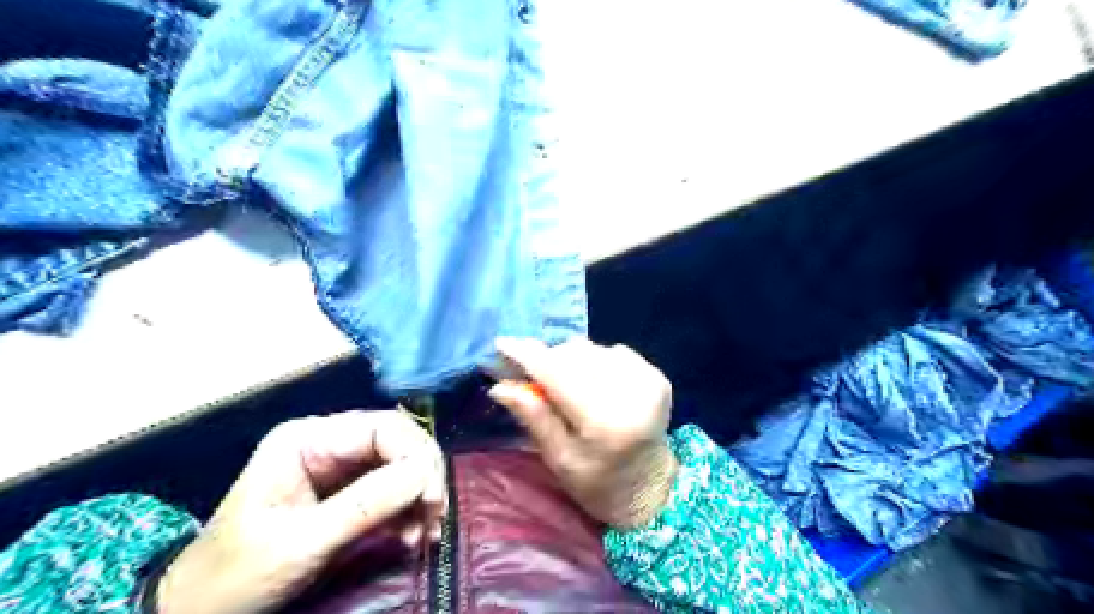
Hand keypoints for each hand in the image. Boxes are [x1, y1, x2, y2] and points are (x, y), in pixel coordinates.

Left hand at [153, 410, 444, 612]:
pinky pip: (392, 489)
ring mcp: (339, 467)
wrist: (202, 610)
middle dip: (422, 476)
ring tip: (427, 532)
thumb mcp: (301, 542)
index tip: (432, 497)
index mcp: (307, 439)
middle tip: (435, 515)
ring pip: (400, 465)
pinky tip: (415, 533)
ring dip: (420, 496)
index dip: (415, 455)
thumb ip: (365, 505)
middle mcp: (328, 442)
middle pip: (397, 442)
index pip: (382, 428)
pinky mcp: (347, 492)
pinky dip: (410, 509)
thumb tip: (423, 473)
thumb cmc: (237, 574)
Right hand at [486, 338, 676, 528]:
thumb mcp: (558, 458)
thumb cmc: (596, 482)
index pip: (558, 375)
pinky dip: (595, 362)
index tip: (502, 343)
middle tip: (532, 375)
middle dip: (547, 360)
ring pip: (591, 350)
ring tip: (565, 386)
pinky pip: (611, 352)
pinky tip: (594, 385)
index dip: (527, 355)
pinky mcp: (656, 375)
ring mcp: (647, 381)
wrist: (648, 486)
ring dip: (570, 361)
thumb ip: (534, 417)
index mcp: (604, 422)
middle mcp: (630, 394)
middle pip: (574, 355)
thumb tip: (499, 385)